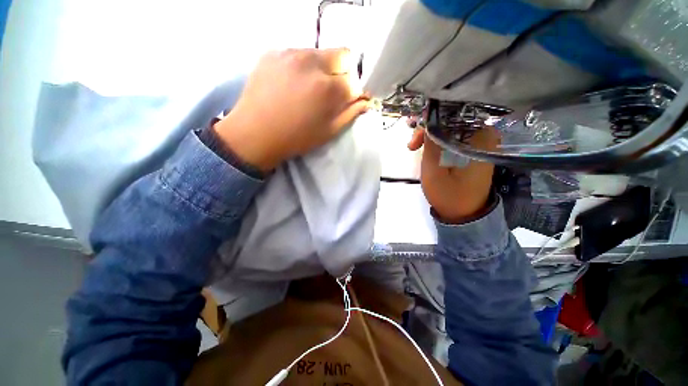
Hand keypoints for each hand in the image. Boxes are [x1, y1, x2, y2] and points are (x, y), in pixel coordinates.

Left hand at [214, 48, 369, 171]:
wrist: (255, 134)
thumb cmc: (296, 138)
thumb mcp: (328, 132)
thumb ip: (350, 114)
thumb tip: (365, 101)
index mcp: (328, 88)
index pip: (354, 80)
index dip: (353, 91)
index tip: (347, 100)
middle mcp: (312, 63)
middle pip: (342, 55)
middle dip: (343, 72)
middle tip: (331, 91)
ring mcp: (290, 54)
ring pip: (320, 53)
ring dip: (322, 68)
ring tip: (309, 88)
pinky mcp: (273, 53)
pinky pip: (298, 53)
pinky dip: (302, 66)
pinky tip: (292, 83)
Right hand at [408, 123, 498, 223]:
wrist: (463, 214)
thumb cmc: (448, 195)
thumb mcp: (434, 170)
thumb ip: (432, 144)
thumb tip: (429, 119)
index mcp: (479, 140)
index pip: (454, 116)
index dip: (432, 118)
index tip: (415, 130)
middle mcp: (483, 138)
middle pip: (452, 121)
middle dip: (428, 128)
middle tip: (411, 143)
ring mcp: (477, 145)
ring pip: (450, 129)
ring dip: (431, 135)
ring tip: (414, 146)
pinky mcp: (471, 152)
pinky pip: (453, 139)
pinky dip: (437, 141)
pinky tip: (425, 148)